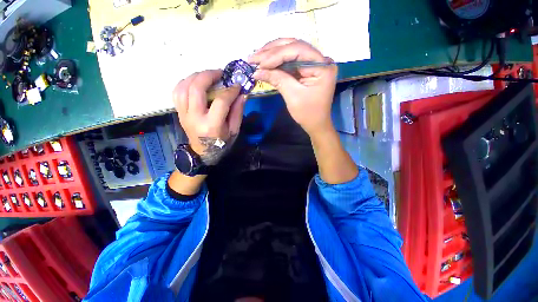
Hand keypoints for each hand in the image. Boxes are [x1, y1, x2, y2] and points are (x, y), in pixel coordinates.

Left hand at [173, 70, 245, 165]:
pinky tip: (195, 82)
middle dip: (208, 75)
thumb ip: (238, 112)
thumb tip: (242, 94)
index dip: (231, 91)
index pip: (221, 101)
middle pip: (196, 89)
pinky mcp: (179, 112)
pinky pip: (177, 92)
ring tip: (208, 75)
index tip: (237, 86)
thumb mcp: (234, 131)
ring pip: (183, 87)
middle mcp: (195, 117)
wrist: (203, 153)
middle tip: (220, 72)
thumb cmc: (221, 143)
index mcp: (211, 125)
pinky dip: (185, 82)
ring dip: (195, 76)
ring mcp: (184, 114)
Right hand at [249, 38, 337, 135]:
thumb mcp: (293, 97)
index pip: (298, 50)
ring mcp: (313, 63)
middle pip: (294, 46)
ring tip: (256, 57)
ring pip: (290, 51)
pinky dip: (277, 61)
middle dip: (272, 51)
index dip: (276, 54)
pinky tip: (265, 62)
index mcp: (322, 66)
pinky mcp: (306, 69)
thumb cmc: (308, 113)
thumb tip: (257, 71)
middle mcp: (320, 59)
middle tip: (253, 57)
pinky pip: (290, 60)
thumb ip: (277, 79)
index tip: (259, 63)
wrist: (316, 124)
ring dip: (272, 54)